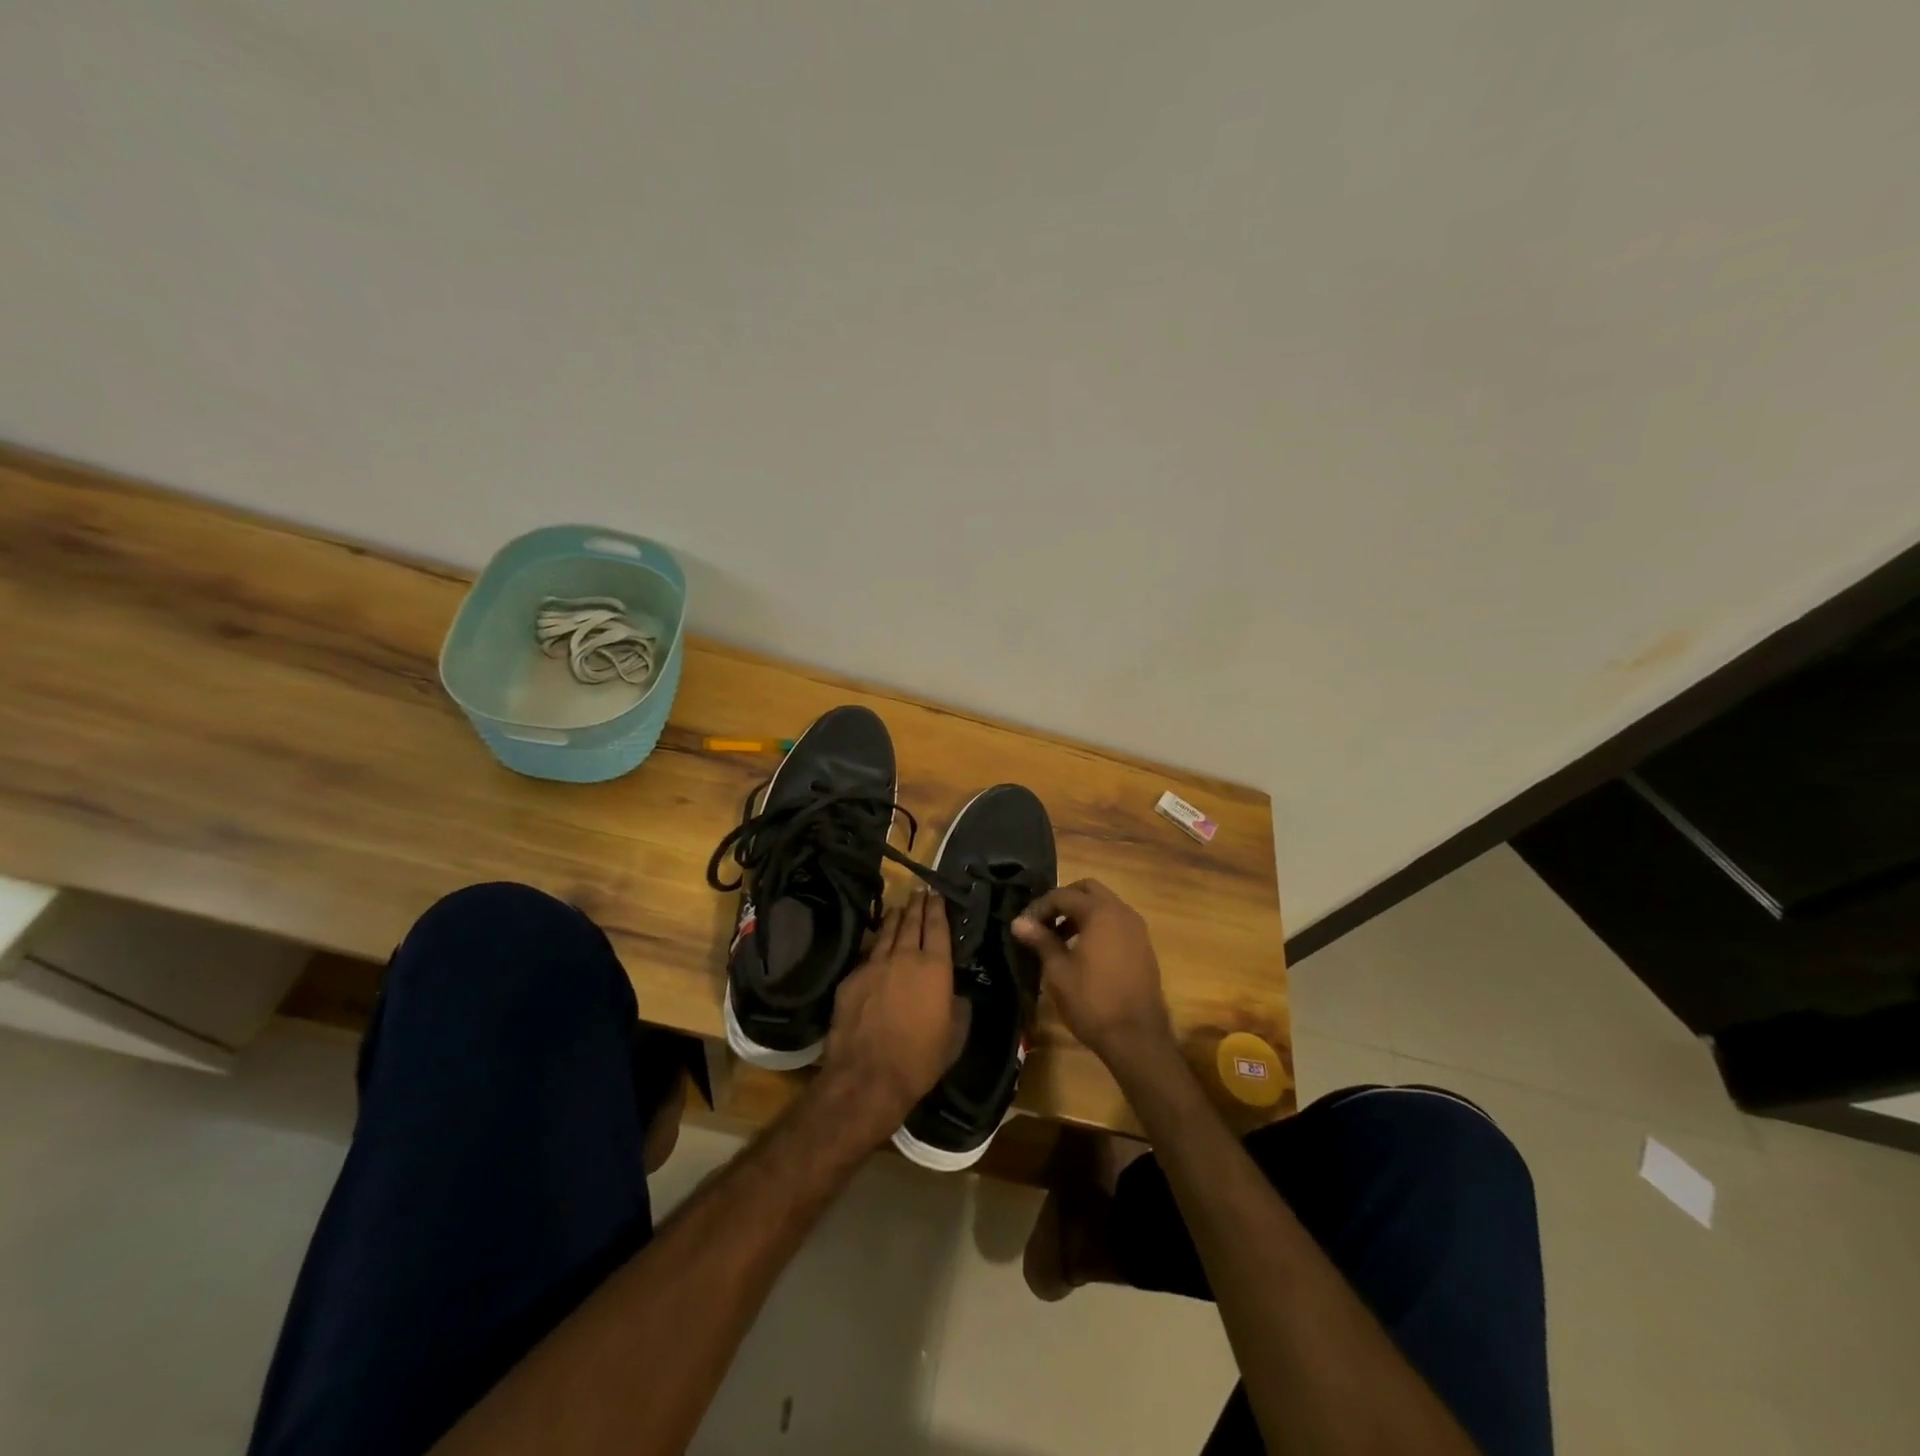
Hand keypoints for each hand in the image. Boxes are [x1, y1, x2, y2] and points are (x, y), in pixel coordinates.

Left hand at [818, 892, 955, 1145]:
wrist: (868, 1076)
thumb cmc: (921, 1059)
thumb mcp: (954, 1035)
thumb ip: (957, 1006)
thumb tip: (955, 993)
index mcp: (935, 967)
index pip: (937, 927)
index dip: (937, 908)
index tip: (936, 893)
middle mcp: (904, 957)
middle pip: (911, 923)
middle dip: (917, 905)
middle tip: (919, 892)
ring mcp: (874, 965)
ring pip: (886, 933)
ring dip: (894, 918)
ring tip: (899, 908)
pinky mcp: (851, 979)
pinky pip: (866, 955)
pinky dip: (874, 945)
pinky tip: (875, 945)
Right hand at [1012, 879, 1174, 1072]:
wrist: (1137, 1038)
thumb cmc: (1092, 1002)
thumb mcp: (1058, 971)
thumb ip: (1041, 940)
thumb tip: (1019, 922)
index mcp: (1100, 912)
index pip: (1063, 895)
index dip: (1039, 907)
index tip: (1023, 925)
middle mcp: (1122, 912)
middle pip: (1088, 890)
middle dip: (1063, 901)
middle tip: (1043, 923)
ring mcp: (1137, 929)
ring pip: (1104, 906)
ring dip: (1080, 913)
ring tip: (1058, 938)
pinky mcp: (1143, 947)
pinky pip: (1116, 923)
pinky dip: (1097, 926)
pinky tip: (1082, 951)